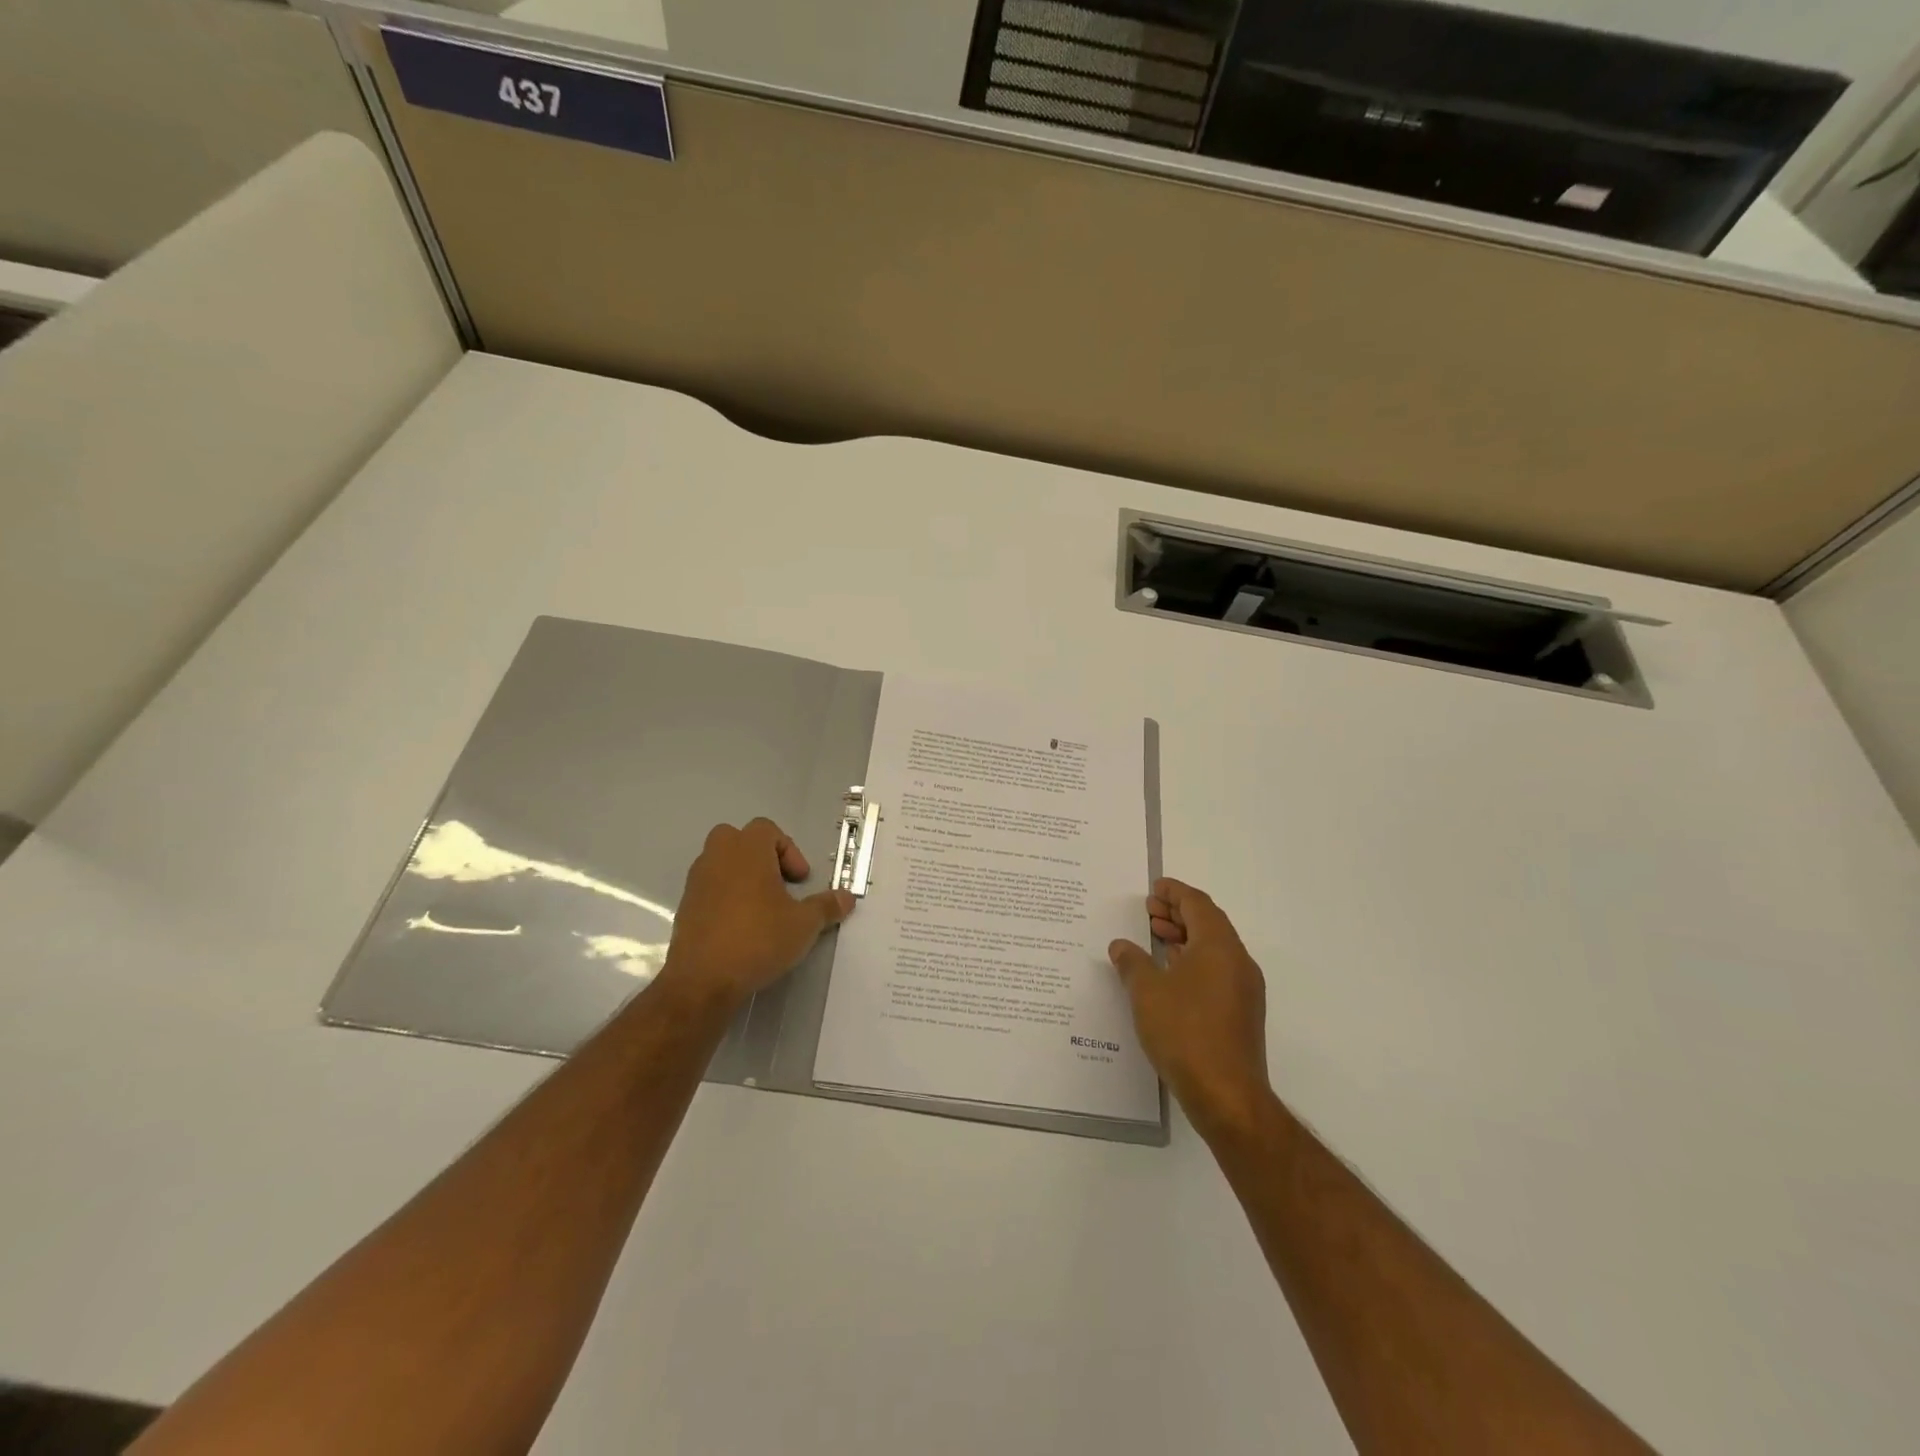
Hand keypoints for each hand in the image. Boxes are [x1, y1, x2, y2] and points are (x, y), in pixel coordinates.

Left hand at [656, 818, 854, 1012]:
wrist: (703, 980)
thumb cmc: (758, 939)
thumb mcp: (804, 924)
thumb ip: (826, 906)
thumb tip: (847, 897)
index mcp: (747, 850)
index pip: (767, 829)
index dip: (789, 851)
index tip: (799, 880)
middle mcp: (717, 857)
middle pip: (738, 839)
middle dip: (760, 856)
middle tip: (778, 884)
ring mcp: (697, 882)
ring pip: (721, 863)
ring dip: (742, 876)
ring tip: (762, 908)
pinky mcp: (685, 907)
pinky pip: (709, 889)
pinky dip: (725, 897)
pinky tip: (741, 927)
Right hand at [1109, 878, 1271, 1136]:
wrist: (1227, 1095)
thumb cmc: (1185, 1032)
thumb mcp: (1147, 992)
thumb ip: (1132, 962)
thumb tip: (1121, 945)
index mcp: (1219, 946)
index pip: (1198, 904)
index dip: (1175, 892)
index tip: (1153, 889)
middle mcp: (1238, 961)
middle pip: (1209, 923)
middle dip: (1179, 913)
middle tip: (1149, 912)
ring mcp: (1244, 989)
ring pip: (1214, 949)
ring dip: (1185, 938)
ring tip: (1155, 939)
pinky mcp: (1242, 1013)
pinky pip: (1217, 971)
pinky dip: (1193, 961)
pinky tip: (1169, 975)